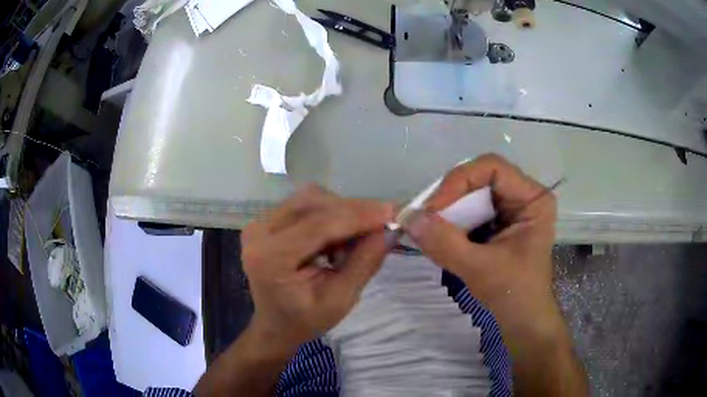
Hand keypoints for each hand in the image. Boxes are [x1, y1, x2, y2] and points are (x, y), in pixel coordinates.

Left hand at [241, 185, 394, 350]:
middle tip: (381, 224)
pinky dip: (328, 215)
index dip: (357, 215)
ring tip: (352, 242)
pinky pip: (304, 205)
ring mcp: (259, 223)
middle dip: (352, 211)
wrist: (274, 325)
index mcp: (270, 258)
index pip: (318, 224)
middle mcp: (258, 232)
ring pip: (309, 199)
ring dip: (340, 213)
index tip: (392, 211)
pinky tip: (335, 240)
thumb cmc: (304, 321)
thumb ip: (364, 263)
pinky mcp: (266, 221)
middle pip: (312, 203)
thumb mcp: (340, 300)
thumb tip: (389, 230)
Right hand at [401, 154, 556, 327]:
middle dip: (449, 196)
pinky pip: (469, 210)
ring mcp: (510, 208)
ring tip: (427, 226)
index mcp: (533, 199)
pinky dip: (451, 220)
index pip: (492, 168)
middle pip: (480, 178)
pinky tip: (438, 234)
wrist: (522, 320)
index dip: (460, 180)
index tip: (433, 207)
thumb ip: (445, 243)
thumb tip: (408, 217)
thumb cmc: (513, 295)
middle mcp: (523, 196)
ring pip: (471, 193)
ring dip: (447, 209)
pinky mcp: (498, 222)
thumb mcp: (480, 269)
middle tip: (423, 217)